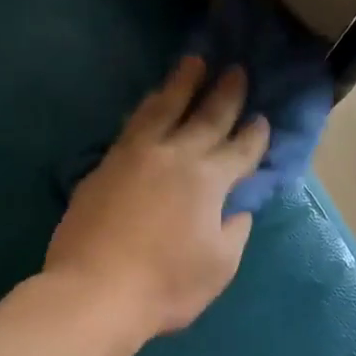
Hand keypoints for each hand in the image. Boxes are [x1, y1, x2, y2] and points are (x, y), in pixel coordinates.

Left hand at [45, 56, 268, 337]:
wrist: (94, 291)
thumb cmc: (165, 286)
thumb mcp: (218, 267)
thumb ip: (233, 232)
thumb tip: (237, 210)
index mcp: (208, 180)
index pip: (239, 149)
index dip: (254, 135)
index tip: (261, 118)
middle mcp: (173, 156)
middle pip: (204, 116)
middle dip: (224, 93)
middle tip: (236, 70)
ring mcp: (133, 157)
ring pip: (161, 109)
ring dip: (180, 85)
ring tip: (191, 63)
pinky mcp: (102, 167)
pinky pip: (131, 127)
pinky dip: (146, 109)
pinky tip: (148, 105)